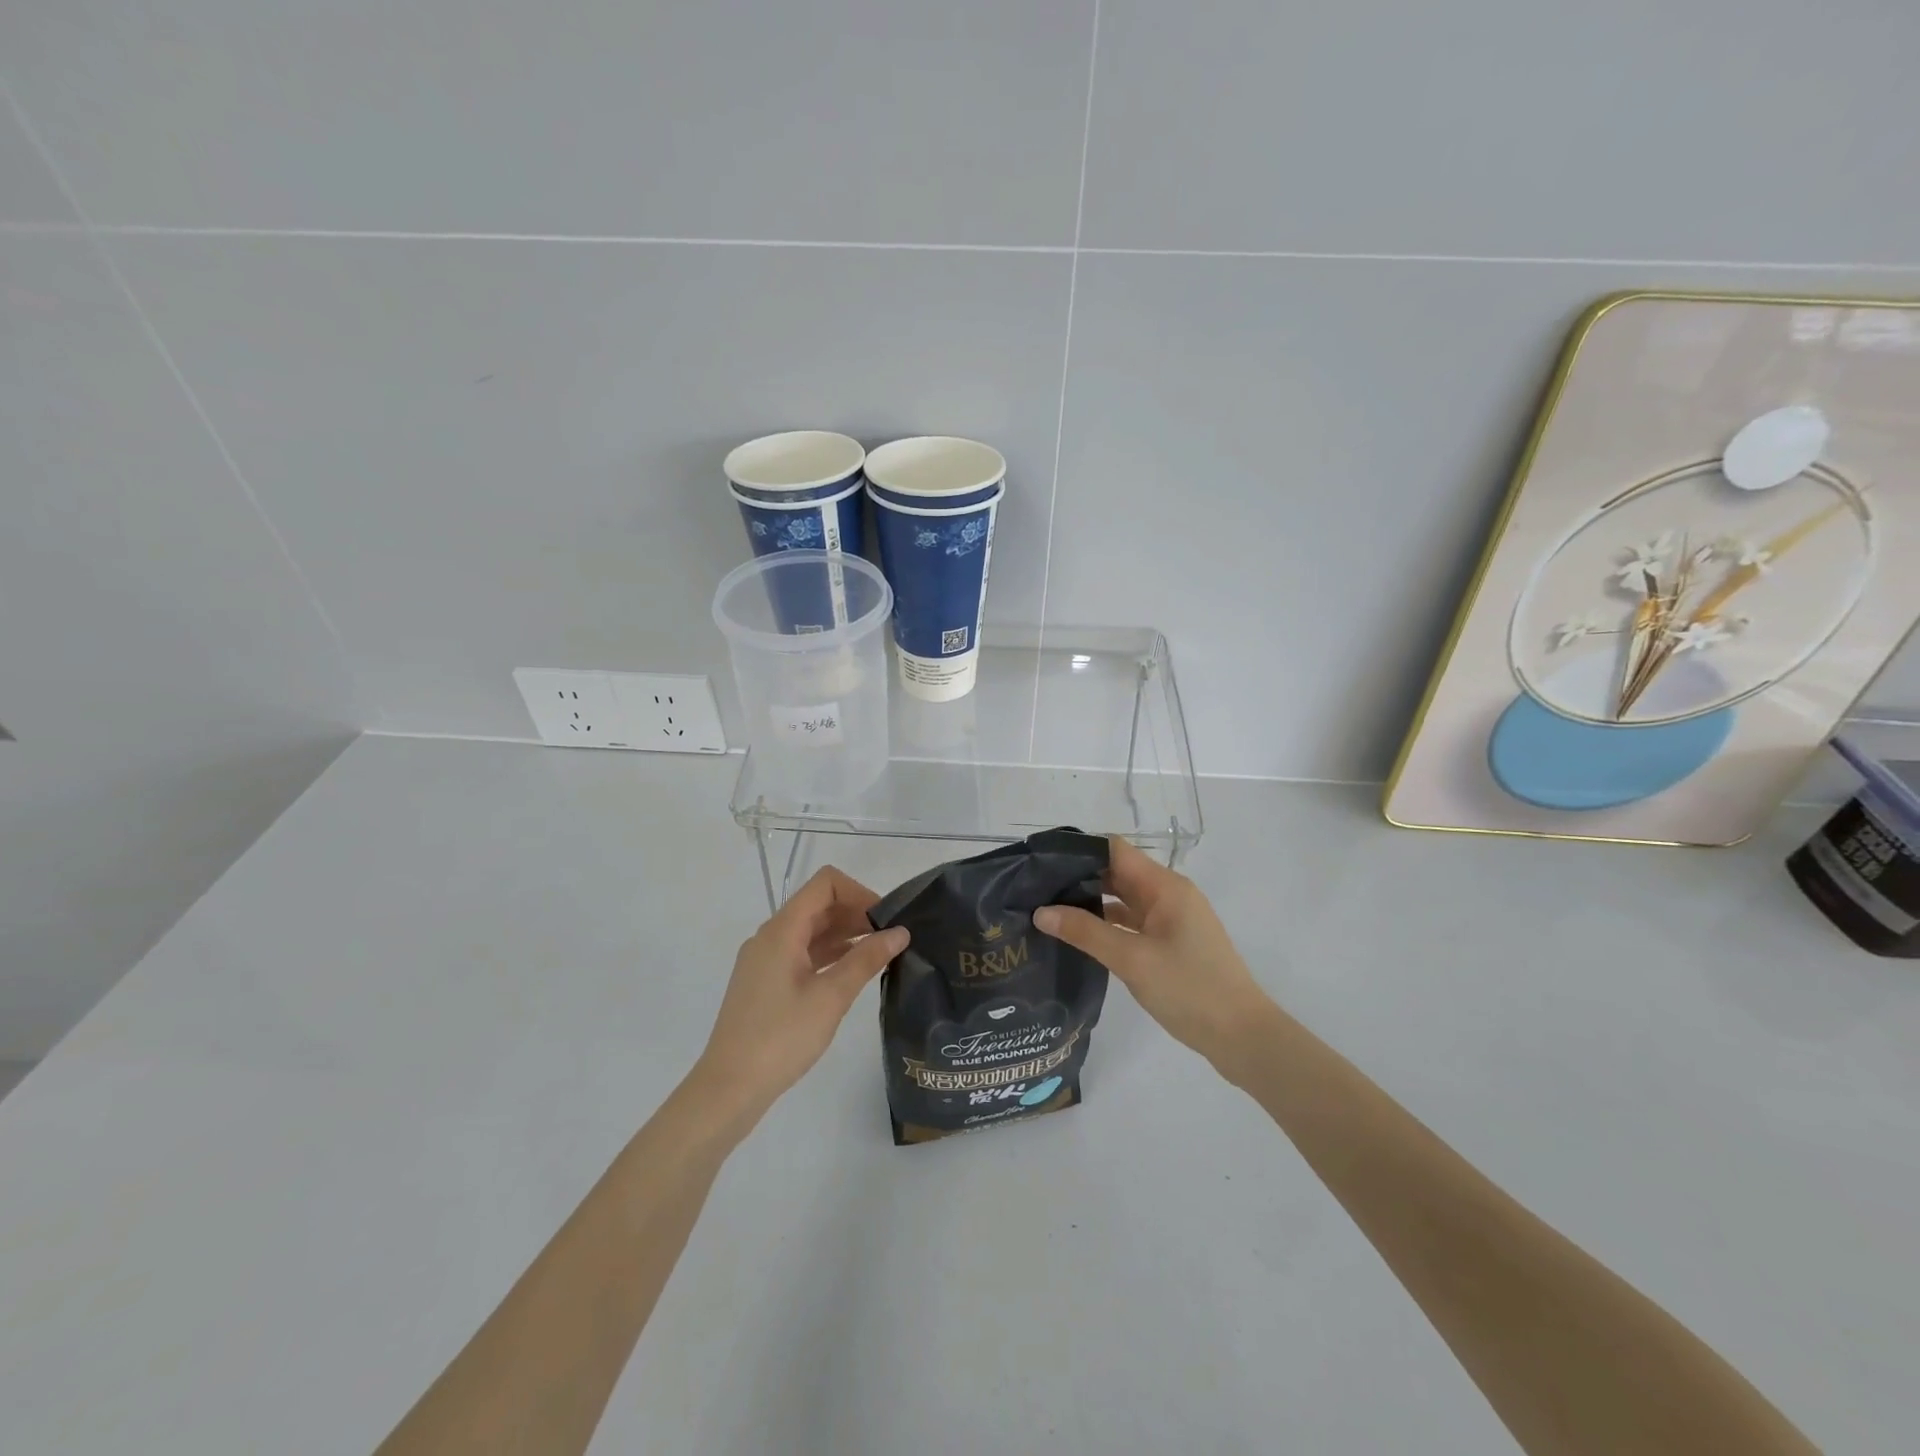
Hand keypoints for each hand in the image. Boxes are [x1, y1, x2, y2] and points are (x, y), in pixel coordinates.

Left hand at [690, 867, 908, 1129]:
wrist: (729, 1088)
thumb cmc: (781, 1037)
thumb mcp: (831, 997)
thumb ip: (866, 959)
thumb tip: (900, 932)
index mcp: (782, 930)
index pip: (825, 884)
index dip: (859, 892)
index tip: (886, 919)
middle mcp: (771, 936)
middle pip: (819, 905)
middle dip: (856, 913)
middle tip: (891, 938)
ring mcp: (765, 959)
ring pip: (811, 930)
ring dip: (845, 934)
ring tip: (880, 954)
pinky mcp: (766, 981)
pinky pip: (802, 952)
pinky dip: (830, 954)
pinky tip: (853, 972)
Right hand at [1034, 838, 1275, 1074]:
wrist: (1242, 1037)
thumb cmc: (1189, 989)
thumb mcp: (1132, 959)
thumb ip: (1085, 932)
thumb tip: (1040, 912)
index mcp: (1164, 886)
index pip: (1115, 849)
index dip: (1079, 851)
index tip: (1043, 862)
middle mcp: (1168, 895)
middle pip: (1118, 873)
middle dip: (1079, 878)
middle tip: (1036, 890)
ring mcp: (1172, 920)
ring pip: (1124, 900)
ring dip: (1091, 903)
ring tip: (1049, 911)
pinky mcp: (1171, 943)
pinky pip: (1132, 923)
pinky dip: (1107, 925)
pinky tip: (1079, 937)